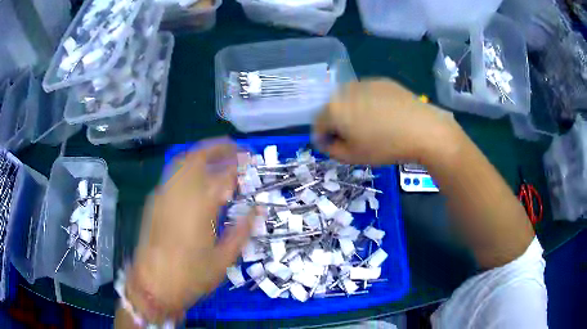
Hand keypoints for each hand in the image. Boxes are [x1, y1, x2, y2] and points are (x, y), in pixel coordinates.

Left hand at [128, 139, 254, 321]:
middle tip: (234, 147)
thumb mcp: (223, 260)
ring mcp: (163, 195)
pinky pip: (172, 174)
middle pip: (197, 157)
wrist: (153, 285)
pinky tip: (195, 176)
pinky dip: (187, 166)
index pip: (223, 176)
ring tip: (216, 155)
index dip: (238, 164)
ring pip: (181, 161)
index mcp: (200, 208)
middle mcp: (179, 194)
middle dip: (217, 147)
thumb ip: (242, 231)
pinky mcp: (154, 201)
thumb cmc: (191, 277)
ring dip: (200, 153)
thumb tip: (257, 210)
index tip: (249, 160)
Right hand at [313, 79, 458, 164]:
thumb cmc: (385, 146)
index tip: (332, 147)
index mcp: (334, 109)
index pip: (317, 123)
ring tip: (369, 125)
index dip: (322, 137)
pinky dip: (368, 103)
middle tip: (352, 137)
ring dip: (352, 111)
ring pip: (349, 98)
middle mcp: (345, 90)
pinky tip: (383, 115)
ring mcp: (365, 83)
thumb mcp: (353, 157)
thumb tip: (326, 141)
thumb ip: (332, 150)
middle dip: (337, 122)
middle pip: (333, 108)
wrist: (422, 129)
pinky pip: (367, 93)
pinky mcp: (382, 81)